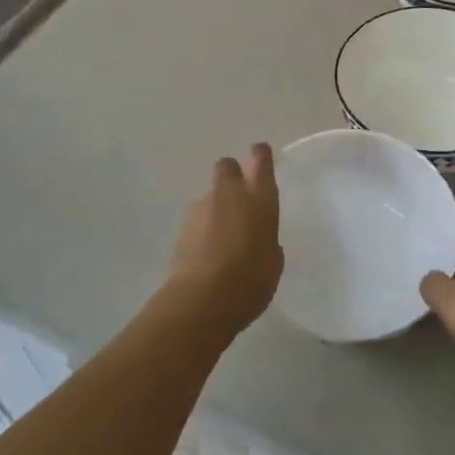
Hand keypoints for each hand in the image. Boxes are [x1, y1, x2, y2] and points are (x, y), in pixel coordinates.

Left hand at [165, 145, 282, 336]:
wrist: (201, 300)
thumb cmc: (251, 280)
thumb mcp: (273, 261)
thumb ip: (267, 240)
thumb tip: (258, 237)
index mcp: (259, 197)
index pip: (260, 159)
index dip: (260, 155)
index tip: (261, 155)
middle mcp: (229, 194)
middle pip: (227, 166)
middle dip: (232, 174)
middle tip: (239, 196)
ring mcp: (201, 208)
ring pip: (210, 194)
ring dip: (216, 207)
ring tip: (223, 237)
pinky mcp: (181, 227)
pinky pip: (197, 219)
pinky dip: (202, 228)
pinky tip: (207, 252)